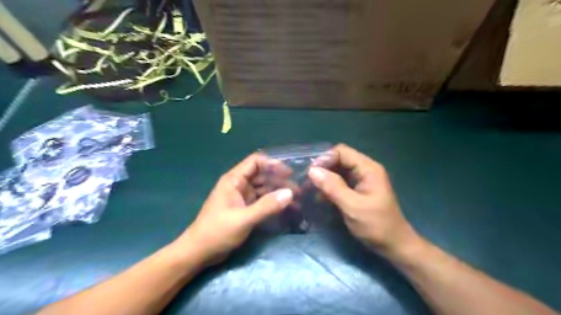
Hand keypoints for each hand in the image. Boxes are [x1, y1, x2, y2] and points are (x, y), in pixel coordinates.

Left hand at [174, 153, 290, 264]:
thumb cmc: (217, 232)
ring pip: (263, 188)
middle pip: (261, 175)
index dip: (272, 164)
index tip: (289, 172)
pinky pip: (261, 200)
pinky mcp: (245, 208)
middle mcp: (238, 185)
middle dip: (278, 179)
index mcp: (234, 180)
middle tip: (297, 188)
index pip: (255, 162)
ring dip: (277, 191)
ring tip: (295, 198)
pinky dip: (272, 202)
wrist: (199, 252)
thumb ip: (266, 206)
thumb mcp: (243, 219)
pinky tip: (285, 207)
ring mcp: (242, 197)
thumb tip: (290, 193)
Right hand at [306, 144, 420, 254]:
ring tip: (312, 189)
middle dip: (324, 168)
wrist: (394, 245)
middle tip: (309, 181)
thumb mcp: (352, 206)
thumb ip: (333, 187)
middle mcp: (366, 169)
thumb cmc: (376, 225)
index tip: (311, 173)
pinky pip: (342, 181)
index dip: (325, 159)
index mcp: (368, 168)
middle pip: (340, 159)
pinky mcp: (359, 190)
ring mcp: (363, 180)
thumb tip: (312, 171)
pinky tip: (322, 197)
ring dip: (326, 178)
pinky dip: (331, 187)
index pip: (342, 152)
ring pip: (339, 171)